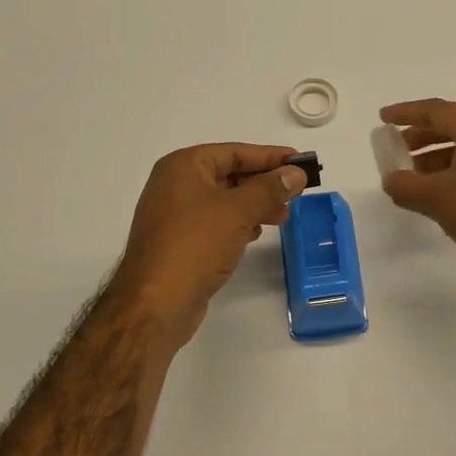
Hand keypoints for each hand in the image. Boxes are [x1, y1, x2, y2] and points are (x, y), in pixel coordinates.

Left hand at [111, 144, 306, 332]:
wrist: (155, 304)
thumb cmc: (195, 245)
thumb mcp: (238, 211)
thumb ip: (270, 188)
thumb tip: (296, 173)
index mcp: (183, 166)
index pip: (235, 152)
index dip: (270, 156)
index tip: (300, 161)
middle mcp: (176, 184)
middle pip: (229, 174)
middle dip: (264, 183)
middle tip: (297, 192)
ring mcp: (175, 214)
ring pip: (224, 200)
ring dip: (255, 205)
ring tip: (283, 215)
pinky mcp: (180, 241)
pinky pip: (216, 222)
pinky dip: (238, 223)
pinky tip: (256, 233)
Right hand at [379, 99, 455, 299]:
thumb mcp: (439, 199)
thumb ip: (407, 186)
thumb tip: (390, 180)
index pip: (436, 111)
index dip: (406, 112)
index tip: (383, 118)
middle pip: (450, 128)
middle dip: (420, 137)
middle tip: (395, 149)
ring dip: (433, 161)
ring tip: (409, 179)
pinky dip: (449, 177)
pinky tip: (435, 199)